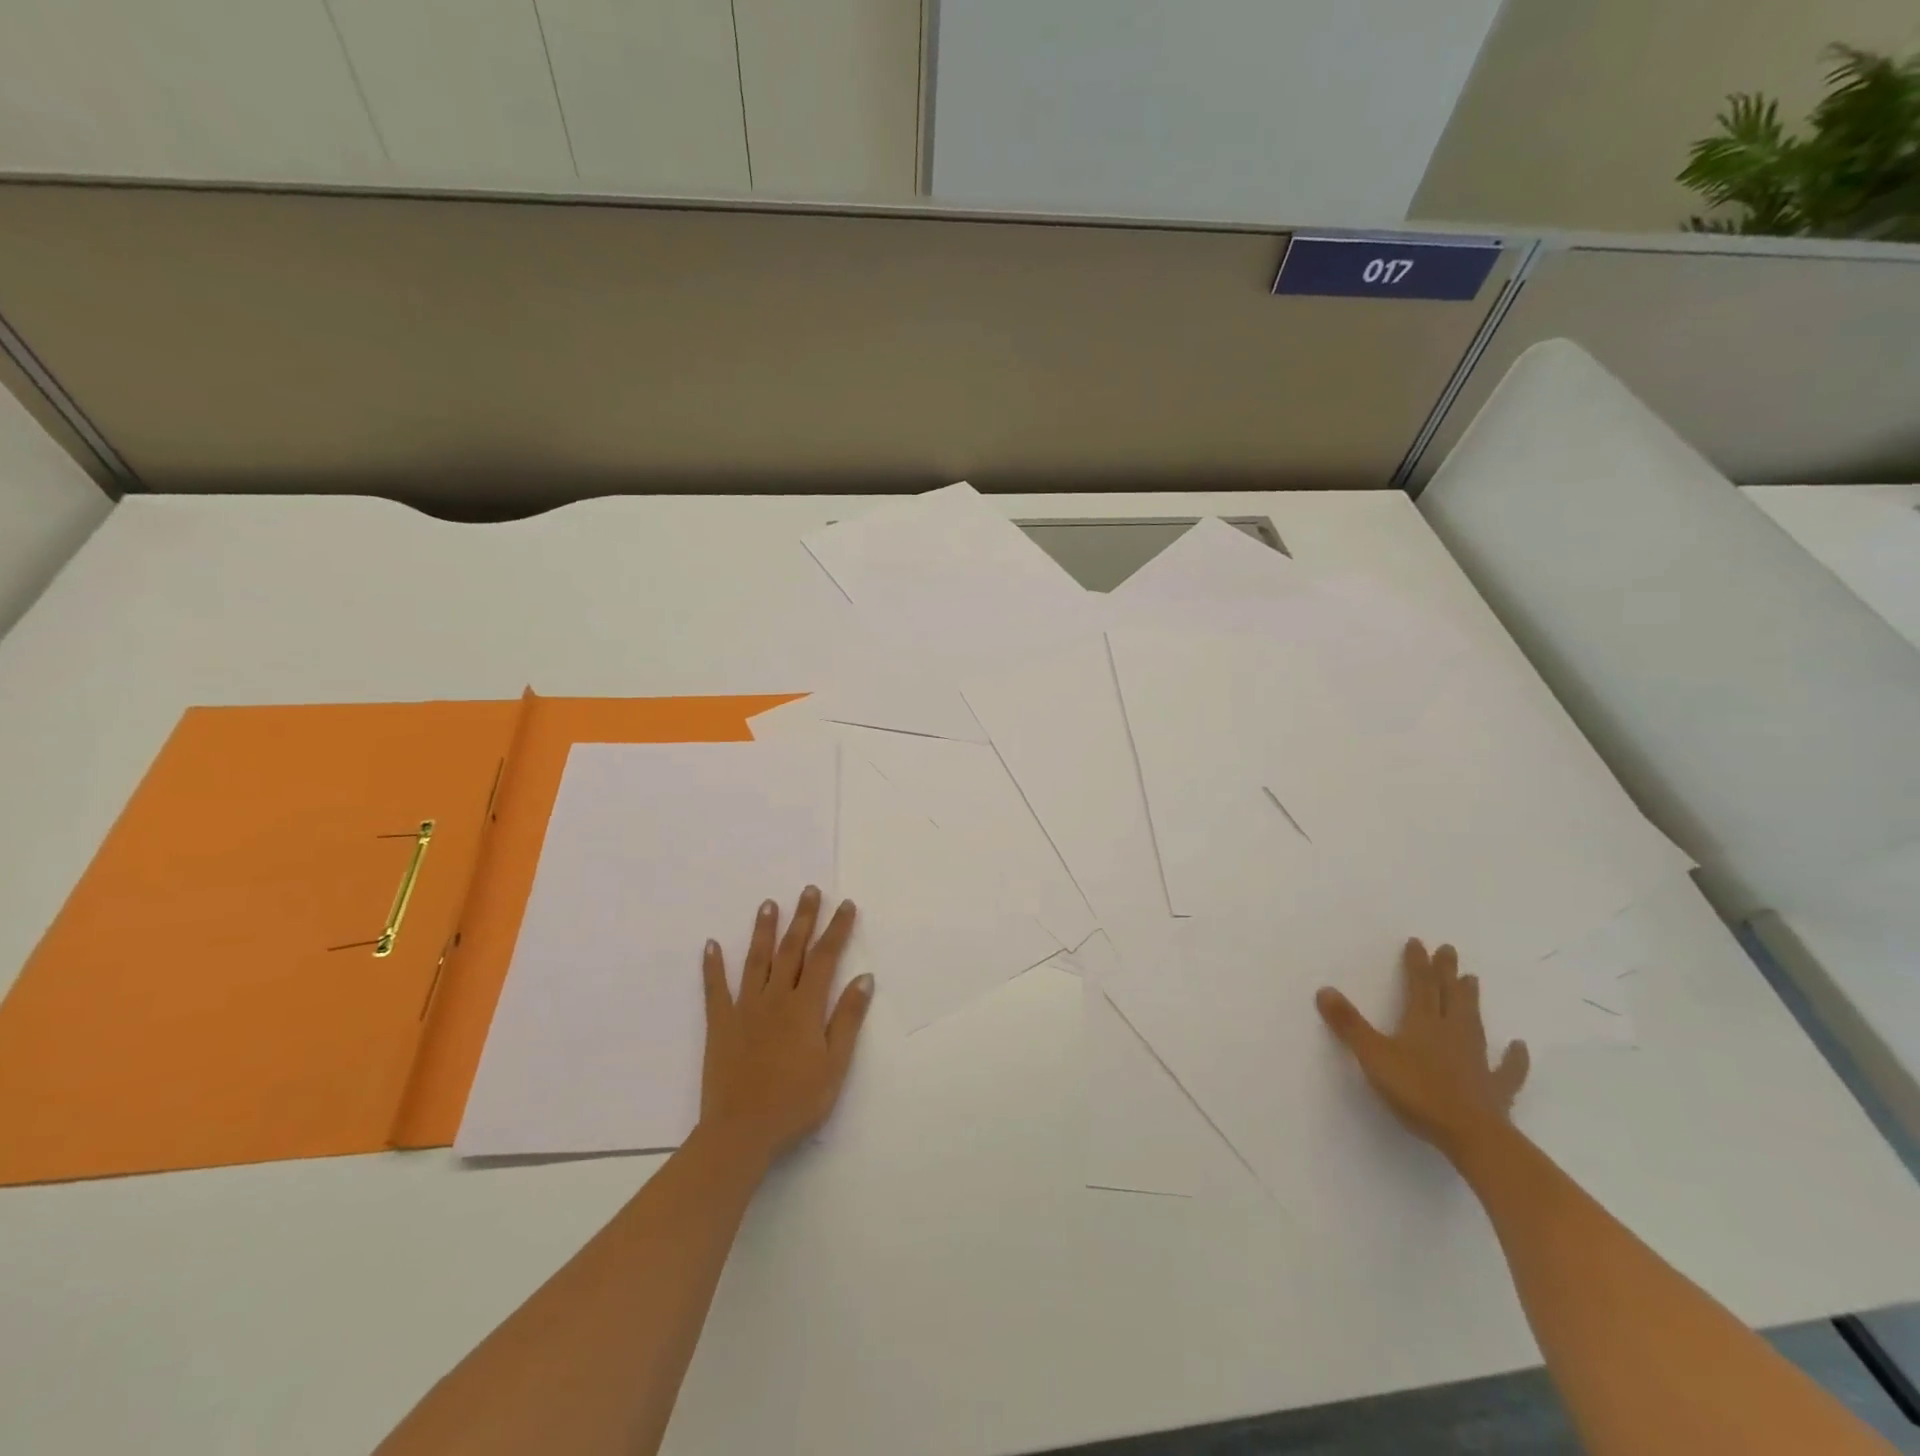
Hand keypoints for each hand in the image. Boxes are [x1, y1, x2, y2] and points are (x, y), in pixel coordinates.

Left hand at [699, 886, 872, 1164]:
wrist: (741, 1132)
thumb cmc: (796, 1102)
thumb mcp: (835, 1065)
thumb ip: (848, 1019)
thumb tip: (864, 977)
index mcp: (805, 1007)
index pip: (825, 957)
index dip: (837, 929)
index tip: (845, 905)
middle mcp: (775, 998)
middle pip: (791, 949)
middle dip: (803, 918)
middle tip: (809, 890)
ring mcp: (744, 1008)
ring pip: (756, 960)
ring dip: (764, 930)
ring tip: (768, 903)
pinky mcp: (720, 1024)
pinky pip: (715, 989)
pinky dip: (713, 965)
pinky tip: (711, 944)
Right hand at [1316, 938, 1528, 1164]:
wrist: (1471, 1135)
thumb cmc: (1417, 1091)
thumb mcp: (1373, 1056)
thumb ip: (1349, 1024)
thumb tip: (1324, 990)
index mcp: (1423, 1023)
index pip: (1419, 985)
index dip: (1417, 964)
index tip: (1418, 942)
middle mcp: (1452, 1033)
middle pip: (1449, 996)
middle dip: (1446, 973)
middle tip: (1449, 951)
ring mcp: (1477, 1060)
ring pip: (1473, 1022)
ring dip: (1471, 1001)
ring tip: (1473, 980)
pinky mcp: (1495, 1089)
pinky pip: (1507, 1069)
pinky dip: (1514, 1058)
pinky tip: (1519, 1046)